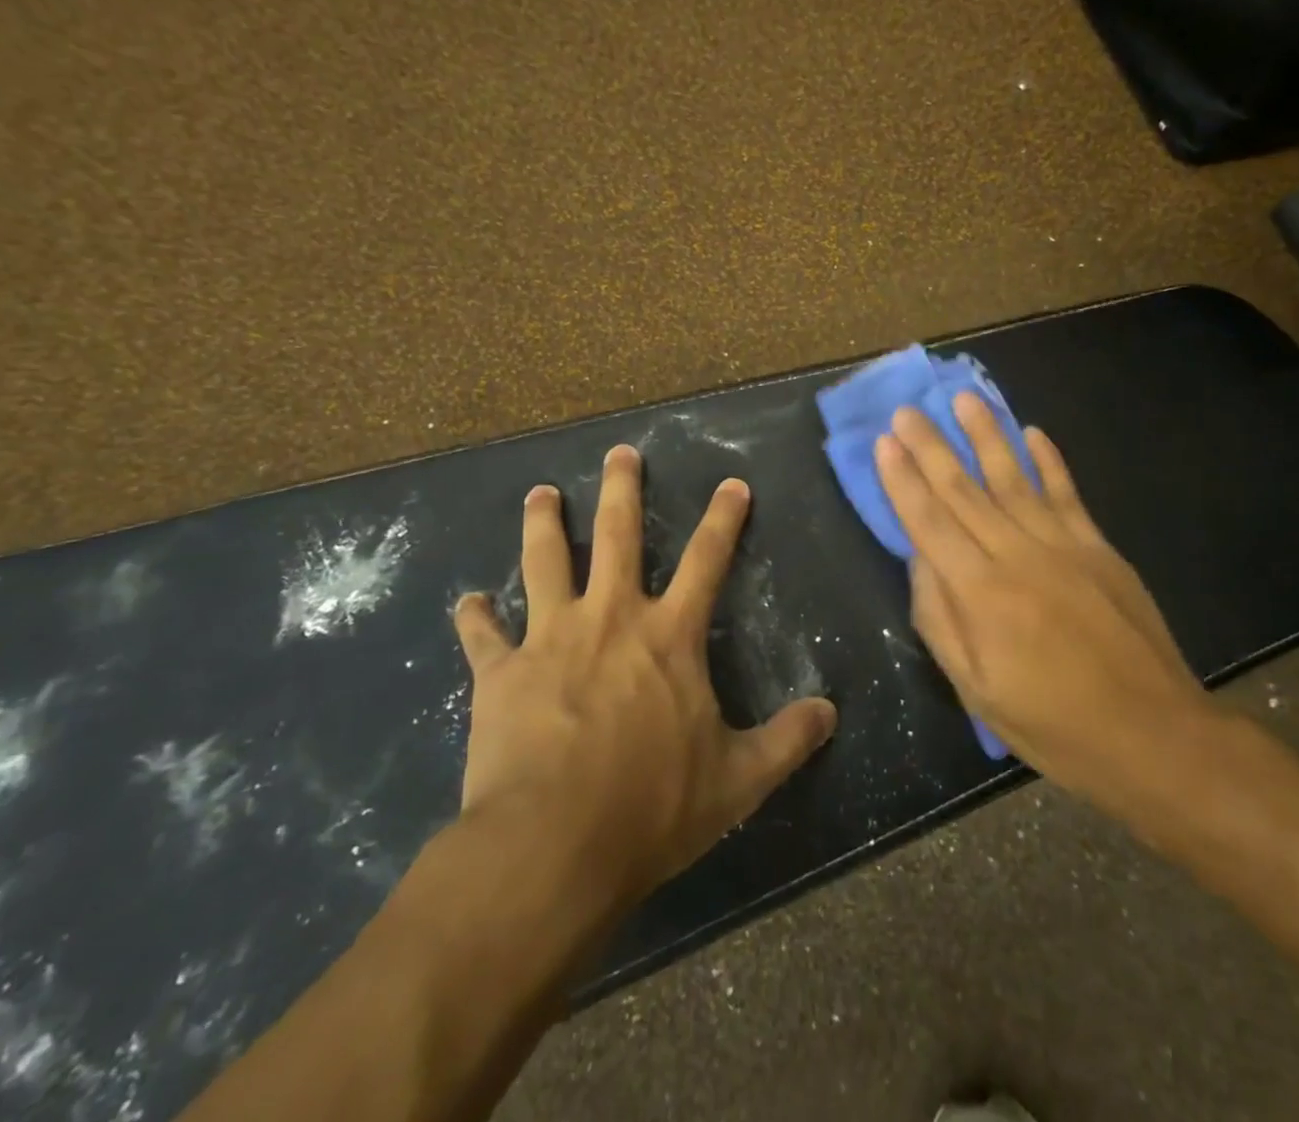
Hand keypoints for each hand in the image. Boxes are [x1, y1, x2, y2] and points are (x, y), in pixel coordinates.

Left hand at [449, 445, 836, 912]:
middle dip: (622, 489)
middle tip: (619, 452)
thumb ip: (788, 741)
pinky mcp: (500, 673)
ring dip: (543, 524)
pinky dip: (475, 617)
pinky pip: (483, 636)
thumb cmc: (651, 807)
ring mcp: (550, 638)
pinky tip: (468, 602)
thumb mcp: (738, 780)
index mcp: (669, 636)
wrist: (552, 845)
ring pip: (545, 562)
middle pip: (618, 536)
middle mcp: (611, 618)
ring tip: (539, 494)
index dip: (724, 519)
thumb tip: (831, 712)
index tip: (732, 483)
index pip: (708, 561)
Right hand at [875, 394, 1230, 834]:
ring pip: (1013, 478)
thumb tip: (918, 559)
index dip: (903, 480)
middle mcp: (1017, 555)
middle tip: (907, 410)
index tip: (884, 443)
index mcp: (981, 593)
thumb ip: (940, 618)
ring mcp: (1063, 545)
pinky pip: (1067, 493)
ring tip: (964, 399)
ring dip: (987, 435)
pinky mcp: (1099, 547)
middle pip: (964, 490)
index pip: (930, 521)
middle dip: (931, 447)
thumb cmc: (1053, 724)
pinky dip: (1048, 460)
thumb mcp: (976, 689)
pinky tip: (1033, 432)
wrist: (1153, 735)